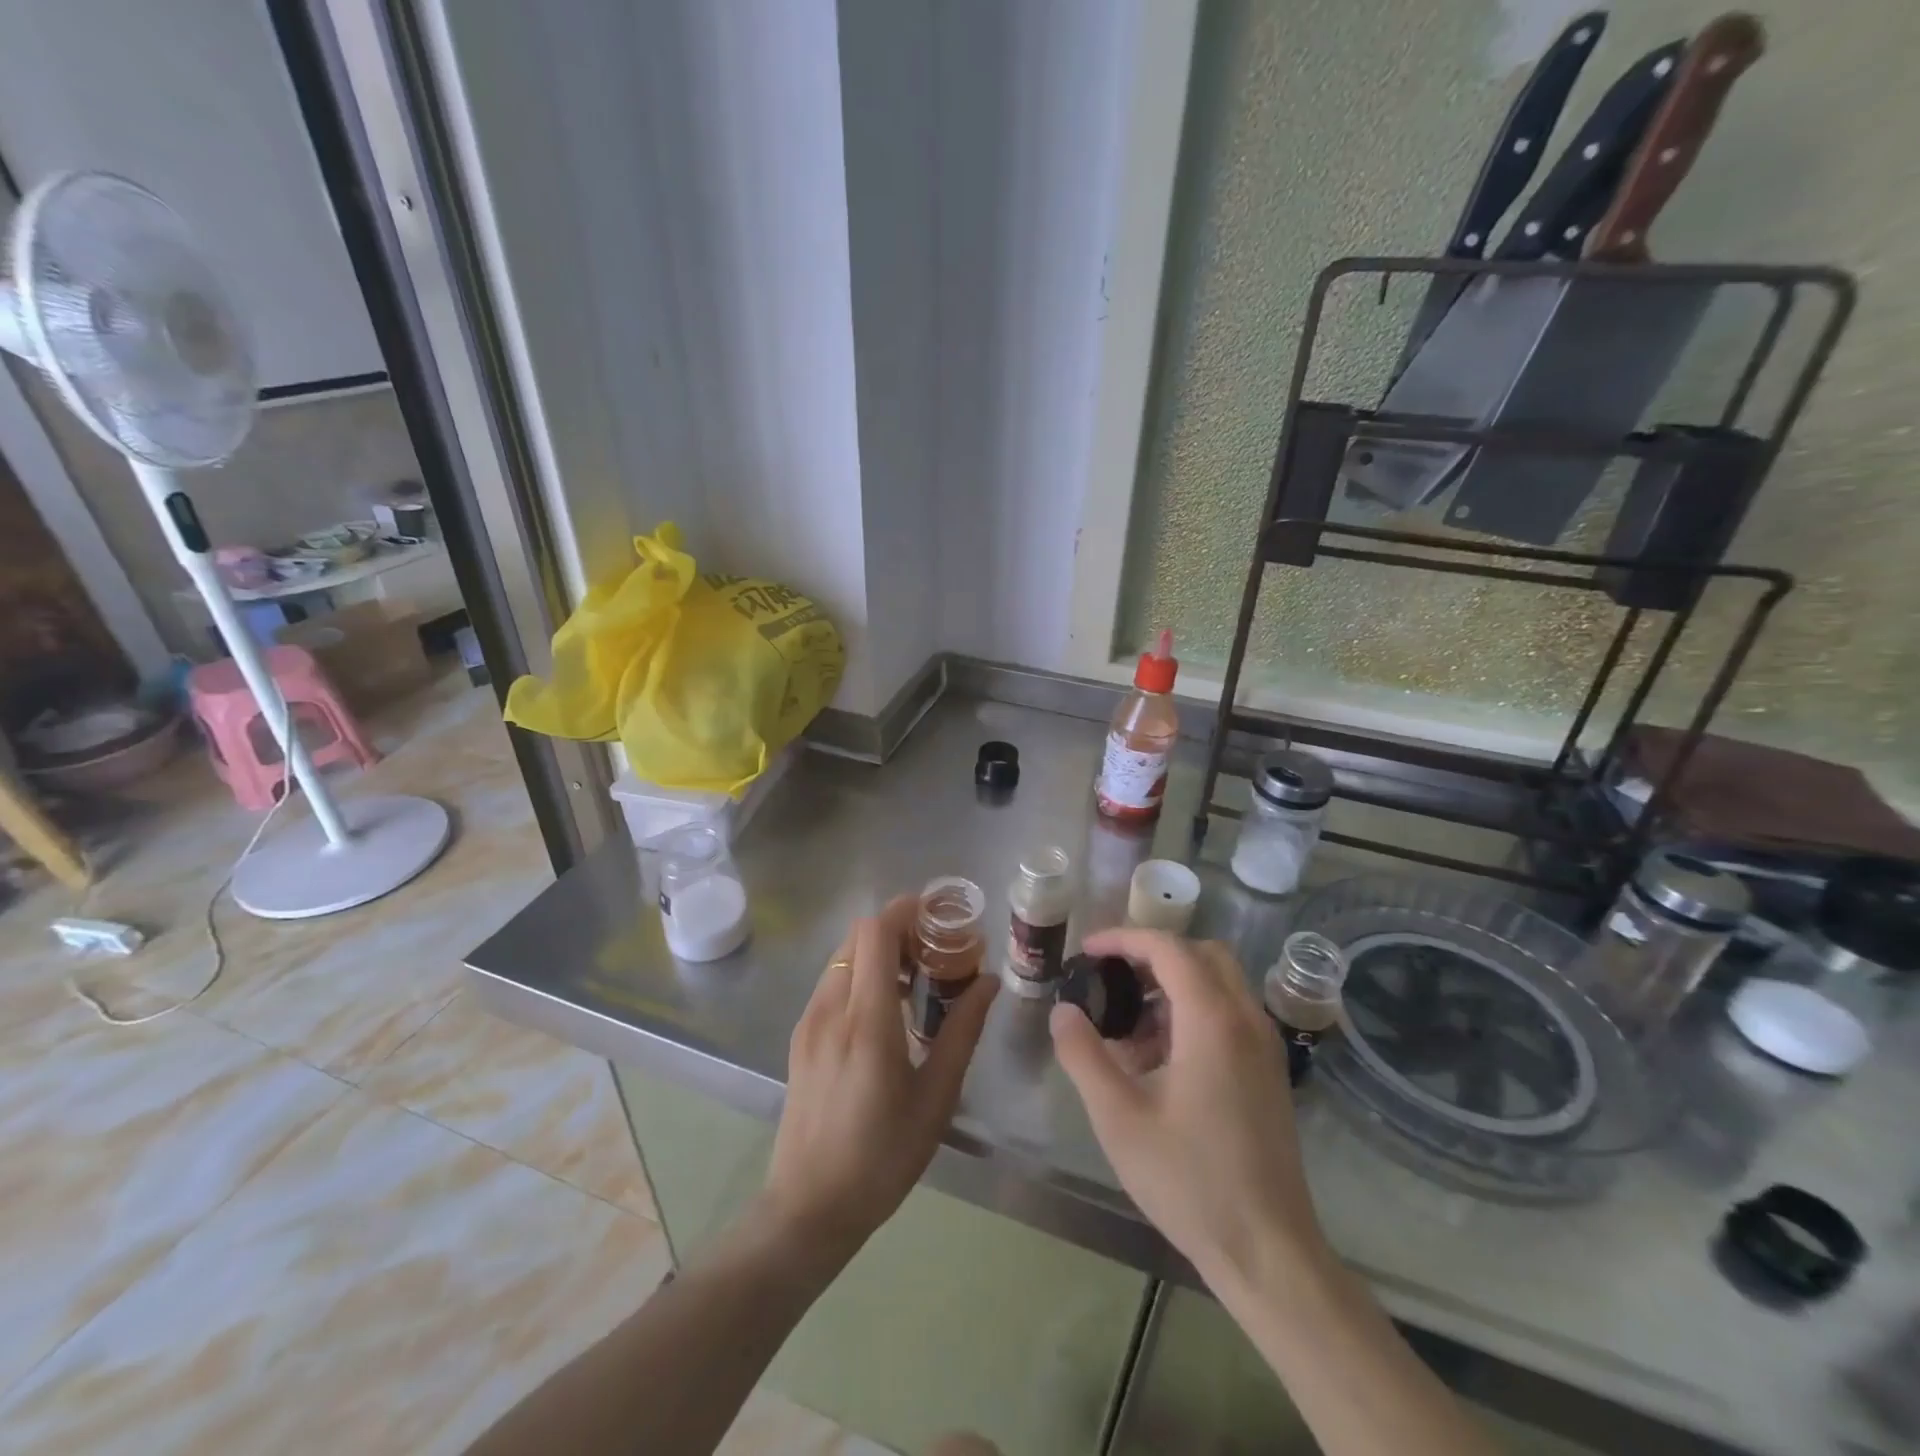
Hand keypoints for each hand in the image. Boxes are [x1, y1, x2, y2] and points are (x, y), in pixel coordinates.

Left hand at [761, 894, 997, 1257]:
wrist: (808, 1208)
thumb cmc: (883, 1157)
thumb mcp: (936, 1097)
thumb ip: (963, 1031)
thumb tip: (989, 982)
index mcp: (867, 1021)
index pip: (875, 933)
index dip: (905, 910)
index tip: (939, 914)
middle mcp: (831, 1009)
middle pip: (858, 936)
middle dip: (896, 928)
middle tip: (935, 949)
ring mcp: (809, 1021)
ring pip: (842, 957)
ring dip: (877, 951)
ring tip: (914, 979)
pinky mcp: (800, 1036)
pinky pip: (832, 982)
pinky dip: (859, 973)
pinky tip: (885, 1010)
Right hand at [1050, 928, 1329, 1297]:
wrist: (1269, 1252)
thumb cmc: (1190, 1180)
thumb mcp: (1119, 1118)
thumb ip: (1084, 1055)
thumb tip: (1064, 1010)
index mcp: (1213, 1020)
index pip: (1168, 948)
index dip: (1123, 938)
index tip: (1087, 950)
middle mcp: (1246, 1020)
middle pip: (1201, 954)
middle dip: (1153, 954)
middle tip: (1111, 976)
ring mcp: (1264, 1046)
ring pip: (1219, 983)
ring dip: (1173, 985)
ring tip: (1128, 1027)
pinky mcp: (1268, 1071)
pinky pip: (1229, 1014)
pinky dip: (1193, 1011)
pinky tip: (1160, 1059)